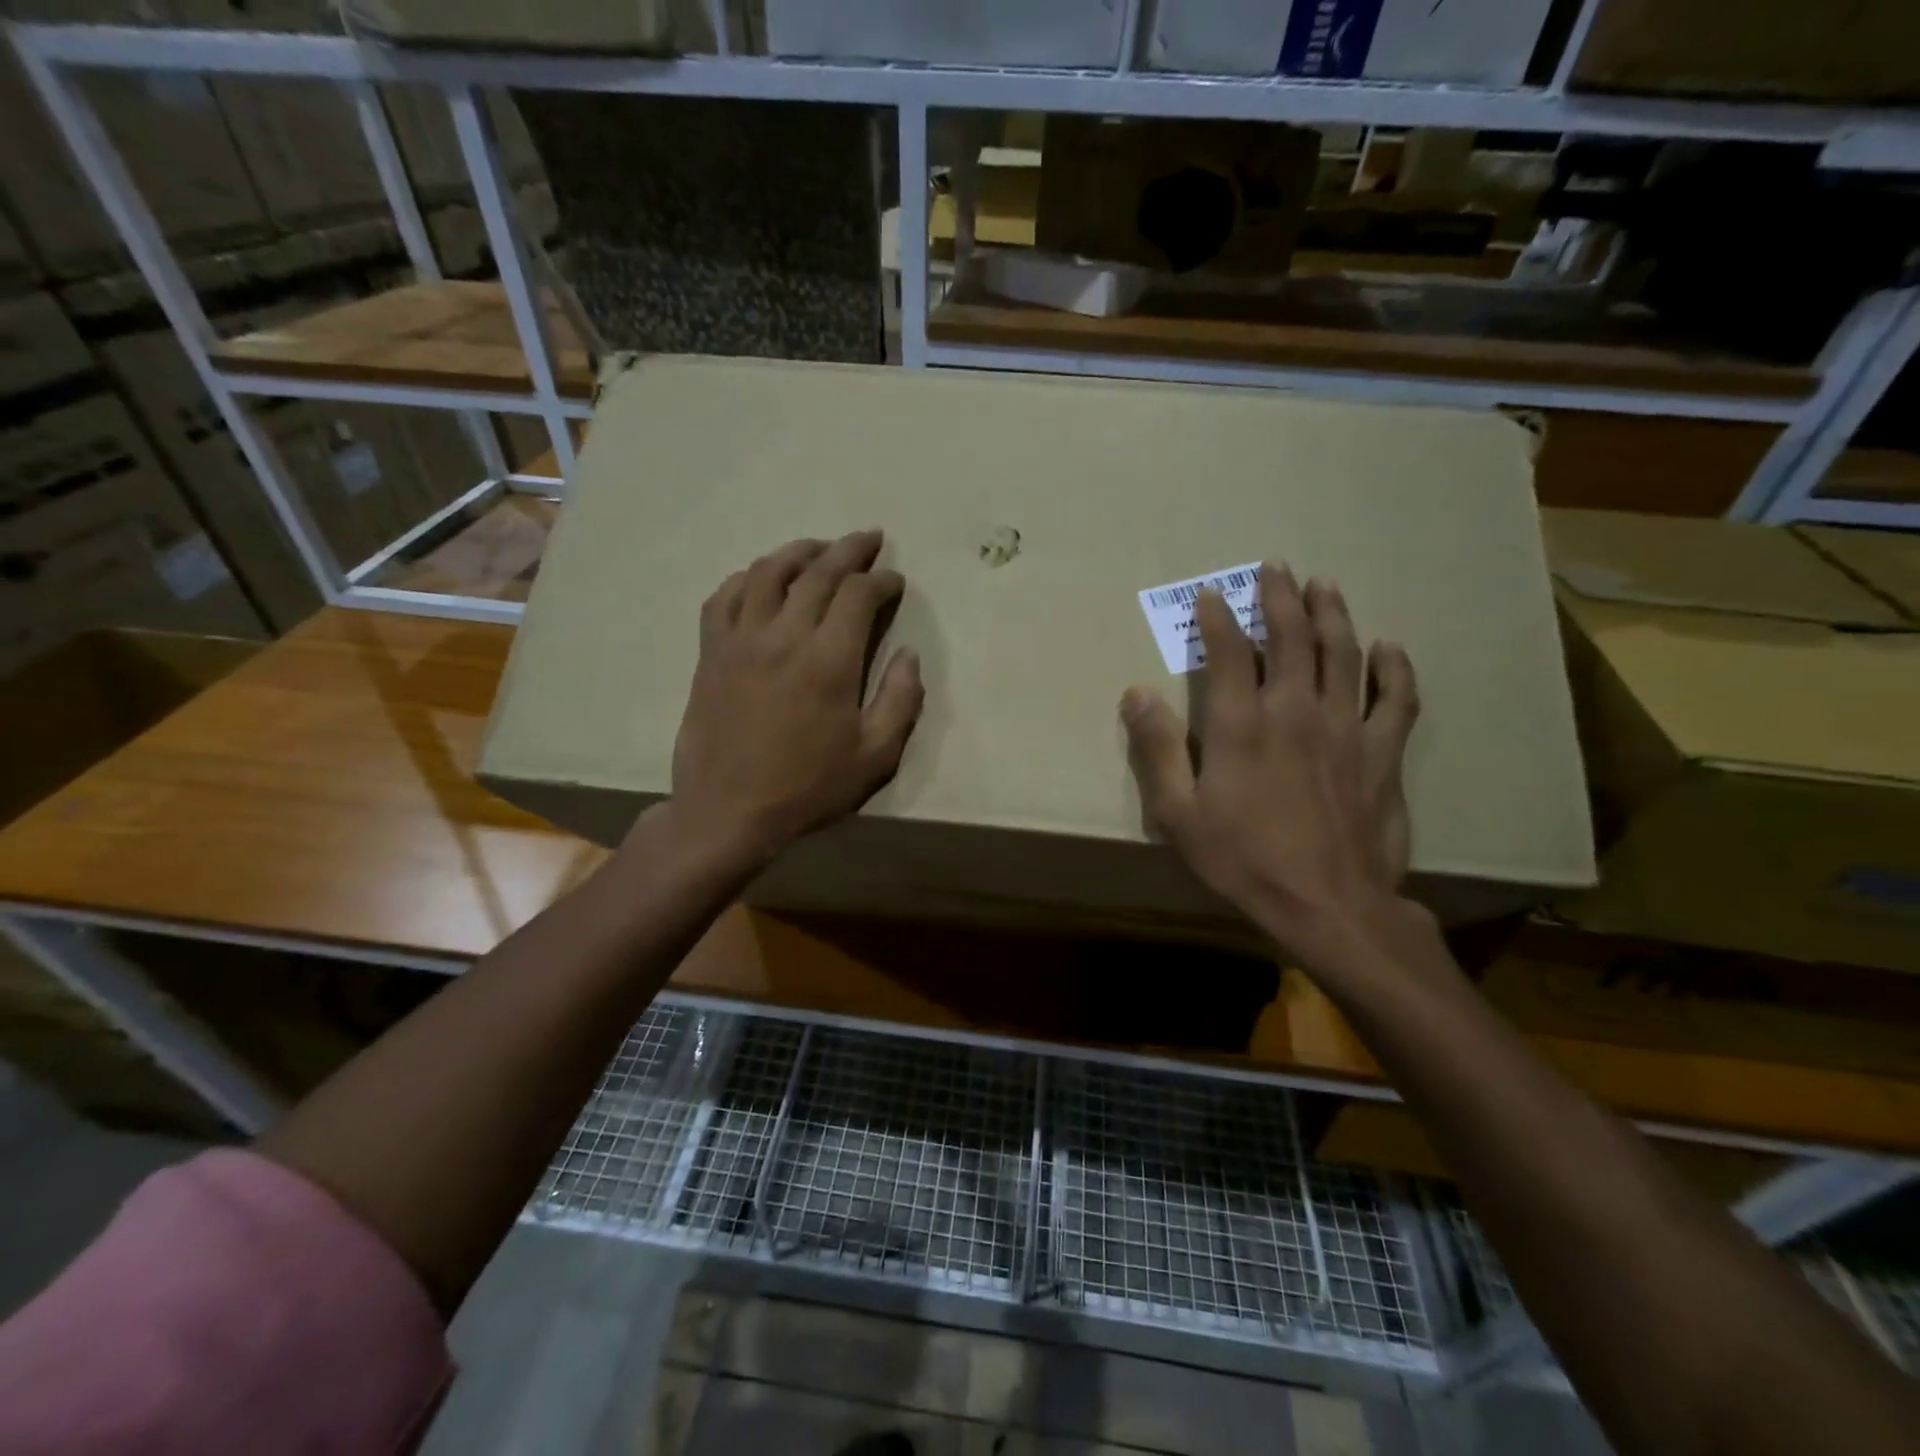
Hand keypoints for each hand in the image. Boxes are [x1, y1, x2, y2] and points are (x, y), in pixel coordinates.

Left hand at [660, 530, 923, 869]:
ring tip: (820, 549)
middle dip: (849, 550)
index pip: (859, 595)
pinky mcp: (711, 652)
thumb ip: (901, 701)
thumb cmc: (807, 788)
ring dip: (799, 552)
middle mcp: (784, 635)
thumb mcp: (874, 757)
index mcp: (829, 660)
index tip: (895, 581)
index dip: (882, 580)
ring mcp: (741, 639)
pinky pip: (725, 597)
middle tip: (869, 539)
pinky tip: (761, 579)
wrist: (728, 812)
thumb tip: (909, 654)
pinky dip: (747, 578)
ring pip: (769, 572)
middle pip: (818, 572)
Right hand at [1119, 565, 1422, 968]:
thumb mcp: (1178, 813)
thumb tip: (1136, 694)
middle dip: (1280, 598)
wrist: (1327, 904)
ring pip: (1342, 653)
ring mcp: (1345, 727)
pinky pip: (1396, 698)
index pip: (1229, 652)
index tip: (1212, 594)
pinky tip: (1388, 647)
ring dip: (1332, 614)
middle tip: (1276, 568)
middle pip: (1291, 637)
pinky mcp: (1383, 752)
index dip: (1218, 618)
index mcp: (1241, 724)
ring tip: (1325, 586)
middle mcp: (1294, 710)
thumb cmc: (1242, 859)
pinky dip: (1394, 668)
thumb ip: (1156, 750)